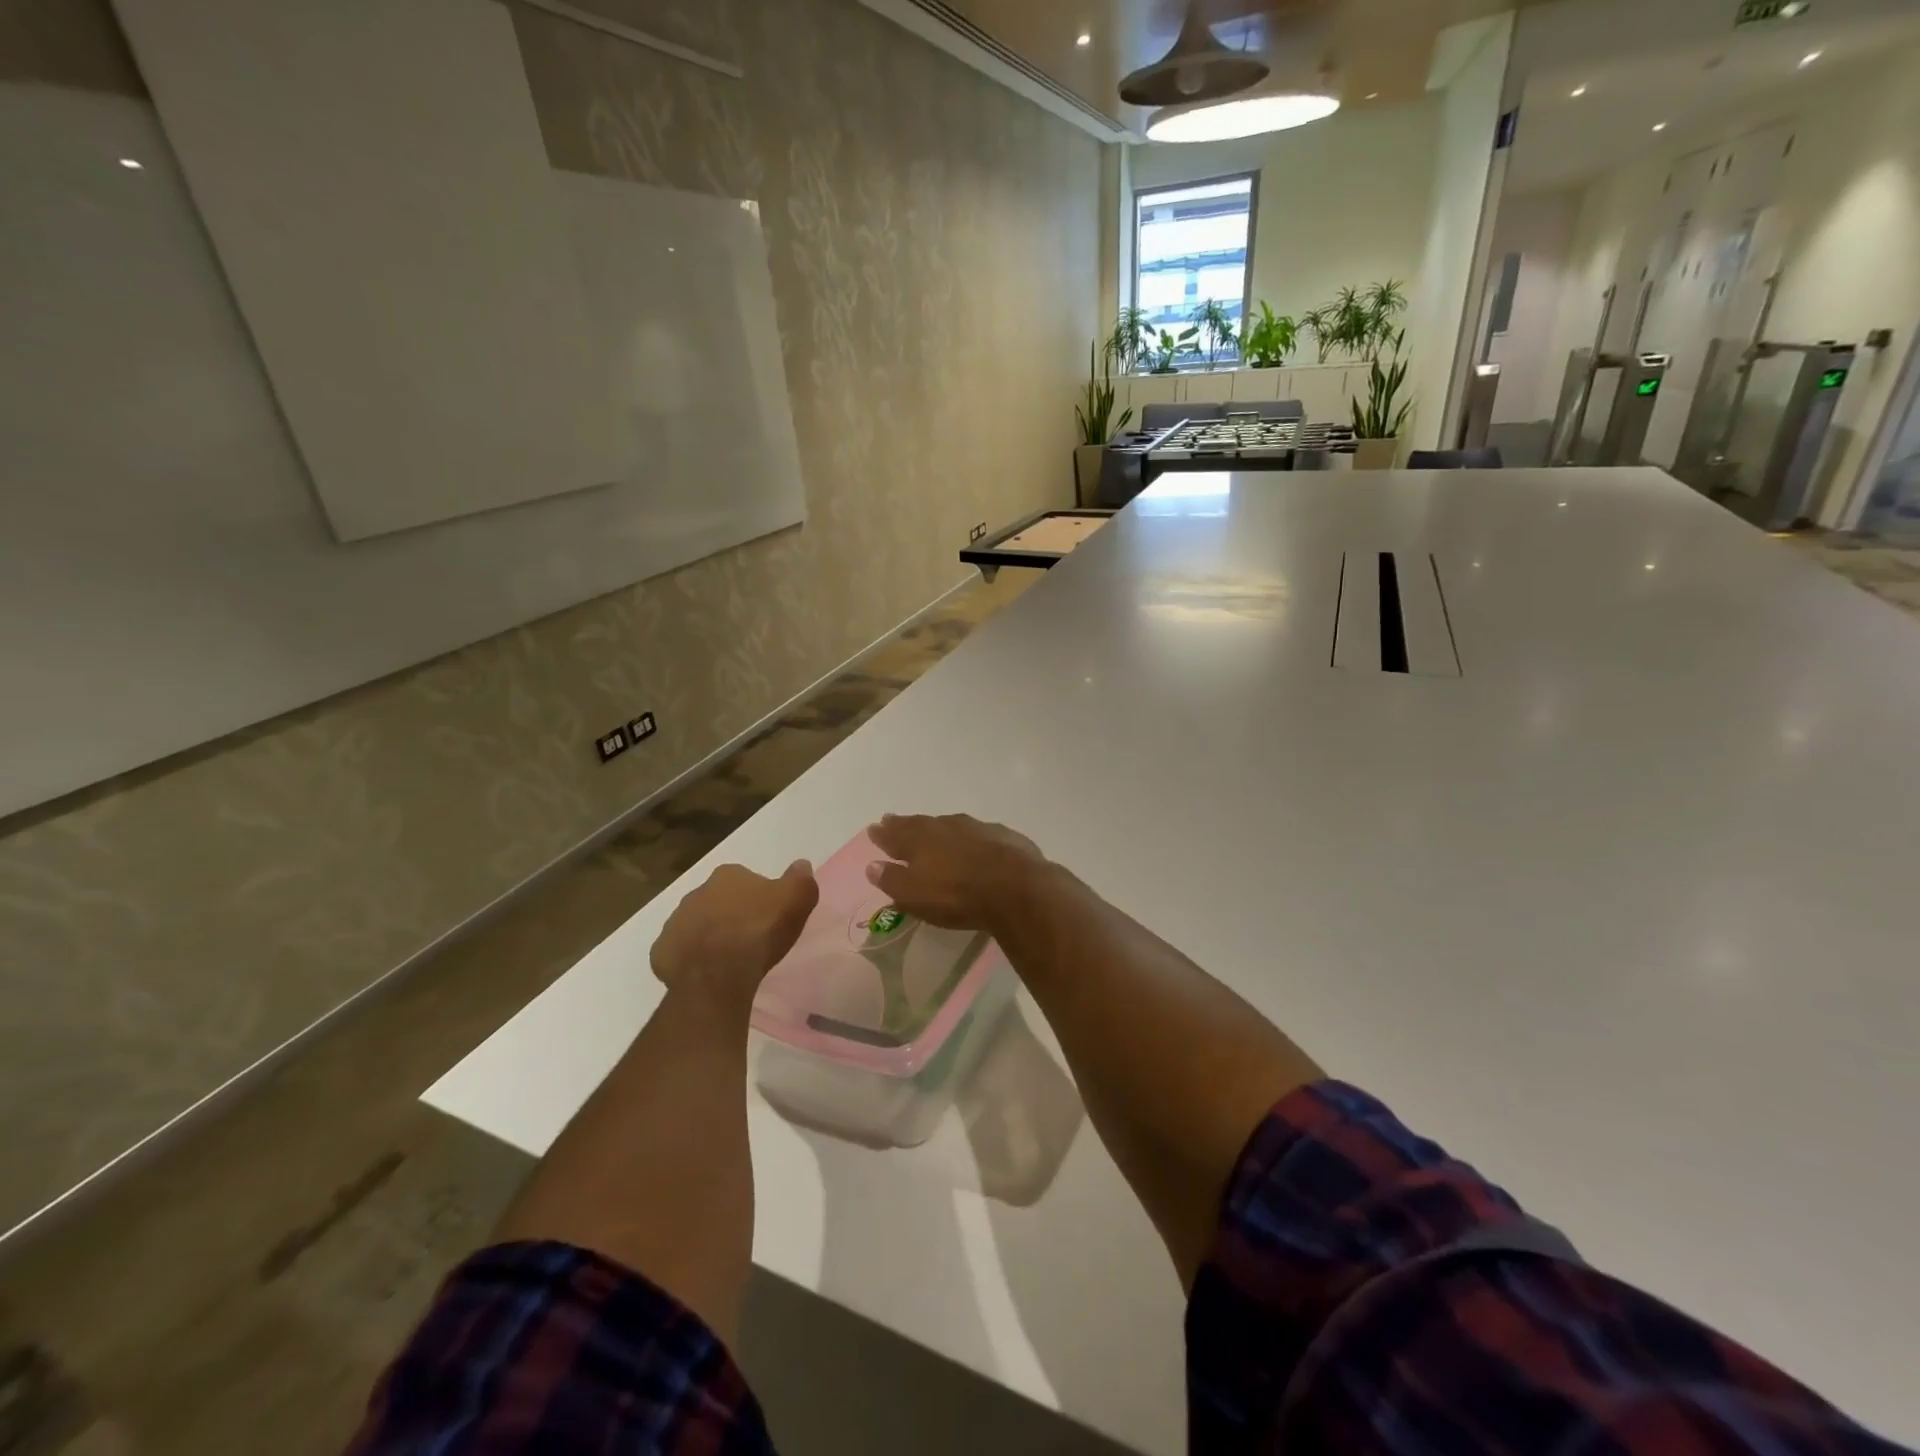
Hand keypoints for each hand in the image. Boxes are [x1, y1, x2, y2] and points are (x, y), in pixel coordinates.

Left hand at [651, 861, 818, 1006]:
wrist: (718, 974)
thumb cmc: (760, 931)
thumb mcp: (796, 900)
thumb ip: (801, 879)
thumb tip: (801, 864)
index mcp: (728, 875)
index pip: (745, 880)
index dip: (758, 898)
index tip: (768, 916)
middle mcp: (696, 892)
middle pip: (718, 901)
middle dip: (730, 915)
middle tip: (749, 938)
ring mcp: (675, 922)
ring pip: (696, 925)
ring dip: (709, 936)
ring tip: (728, 959)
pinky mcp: (662, 952)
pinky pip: (679, 952)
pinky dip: (690, 959)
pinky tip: (706, 973)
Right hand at [866, 814, 1045, 933]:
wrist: (1014, 887)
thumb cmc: (955, 895)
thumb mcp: (914, 895)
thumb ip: (891, 879)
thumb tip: (871, 865)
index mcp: (919, 839)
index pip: (894, 833)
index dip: (883, 833)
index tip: (873, 829)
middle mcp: (945, 826)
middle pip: (920, 823)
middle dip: (905, 824)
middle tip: (893, 820)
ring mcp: (976, 827)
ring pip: (949, 824)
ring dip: (937, 827)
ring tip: (931, 829)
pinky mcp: (1003, 836)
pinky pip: (978, 833)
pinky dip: (969, 837)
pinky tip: (973, 843)